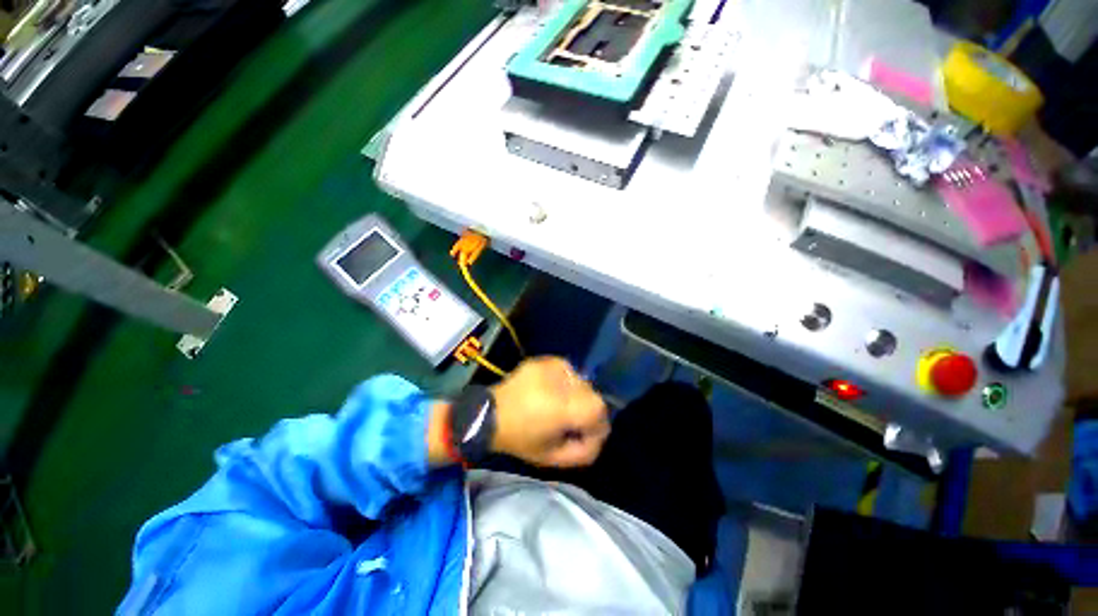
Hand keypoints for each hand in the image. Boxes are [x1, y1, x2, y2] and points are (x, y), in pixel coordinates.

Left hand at [491, 357, 608, 466]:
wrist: (489, 415)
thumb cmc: (519, 439)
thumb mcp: (552, 458)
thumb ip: (583, 451)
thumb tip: (599, 435)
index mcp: (560, 407)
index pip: (598, 408)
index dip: (599, 424)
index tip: (588, 434)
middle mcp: (559, 382)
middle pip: (592, 392)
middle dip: (589, 410)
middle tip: (574, 421)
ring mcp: (550, 367)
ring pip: (581, 380)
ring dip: (578, 395)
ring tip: (561, 405)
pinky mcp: (543, 360)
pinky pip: (567, 369)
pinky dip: (567, 381)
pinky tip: (553, 391)